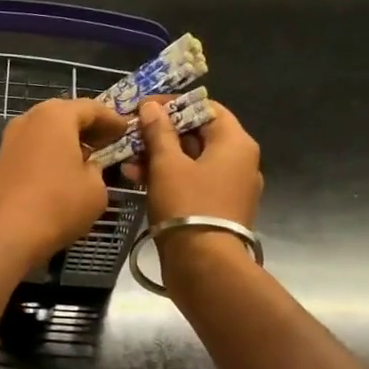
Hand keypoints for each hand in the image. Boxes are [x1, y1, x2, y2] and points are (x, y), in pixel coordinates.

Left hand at [0, 99, 127, 269]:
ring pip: (46, 133)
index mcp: (55, 115)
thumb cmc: (58, 204)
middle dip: (87, 128)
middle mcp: (29, 120)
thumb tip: (87, 168)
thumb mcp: (96, 188)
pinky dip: (50, 155)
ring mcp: (10, 140)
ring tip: (86, 159)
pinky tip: (61, 174)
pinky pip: (33, 150)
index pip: (91, 108)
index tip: (126, 131)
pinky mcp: (0, 162)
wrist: (4, 234)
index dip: (112, 120)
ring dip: (66, 142)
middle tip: (107, 142)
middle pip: (64, 116)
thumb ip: (97, 169)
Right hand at [126, 97, 262, 239]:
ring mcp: (231, 186)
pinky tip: (139, 179)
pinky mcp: (219, 207)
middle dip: (162, 133)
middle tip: (131, 134)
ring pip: (193, 161)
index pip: (206, 108)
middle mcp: (240, 161)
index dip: (174, 105)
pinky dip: (170, 177)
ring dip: (160, 157)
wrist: (204, 264)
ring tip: (128, 160)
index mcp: (236, 143)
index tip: (144, 107)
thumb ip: (158, 132)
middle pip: (199, 135)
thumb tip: (151, 106)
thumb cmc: (187, 205)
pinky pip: (194, 182)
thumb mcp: (167, 165)